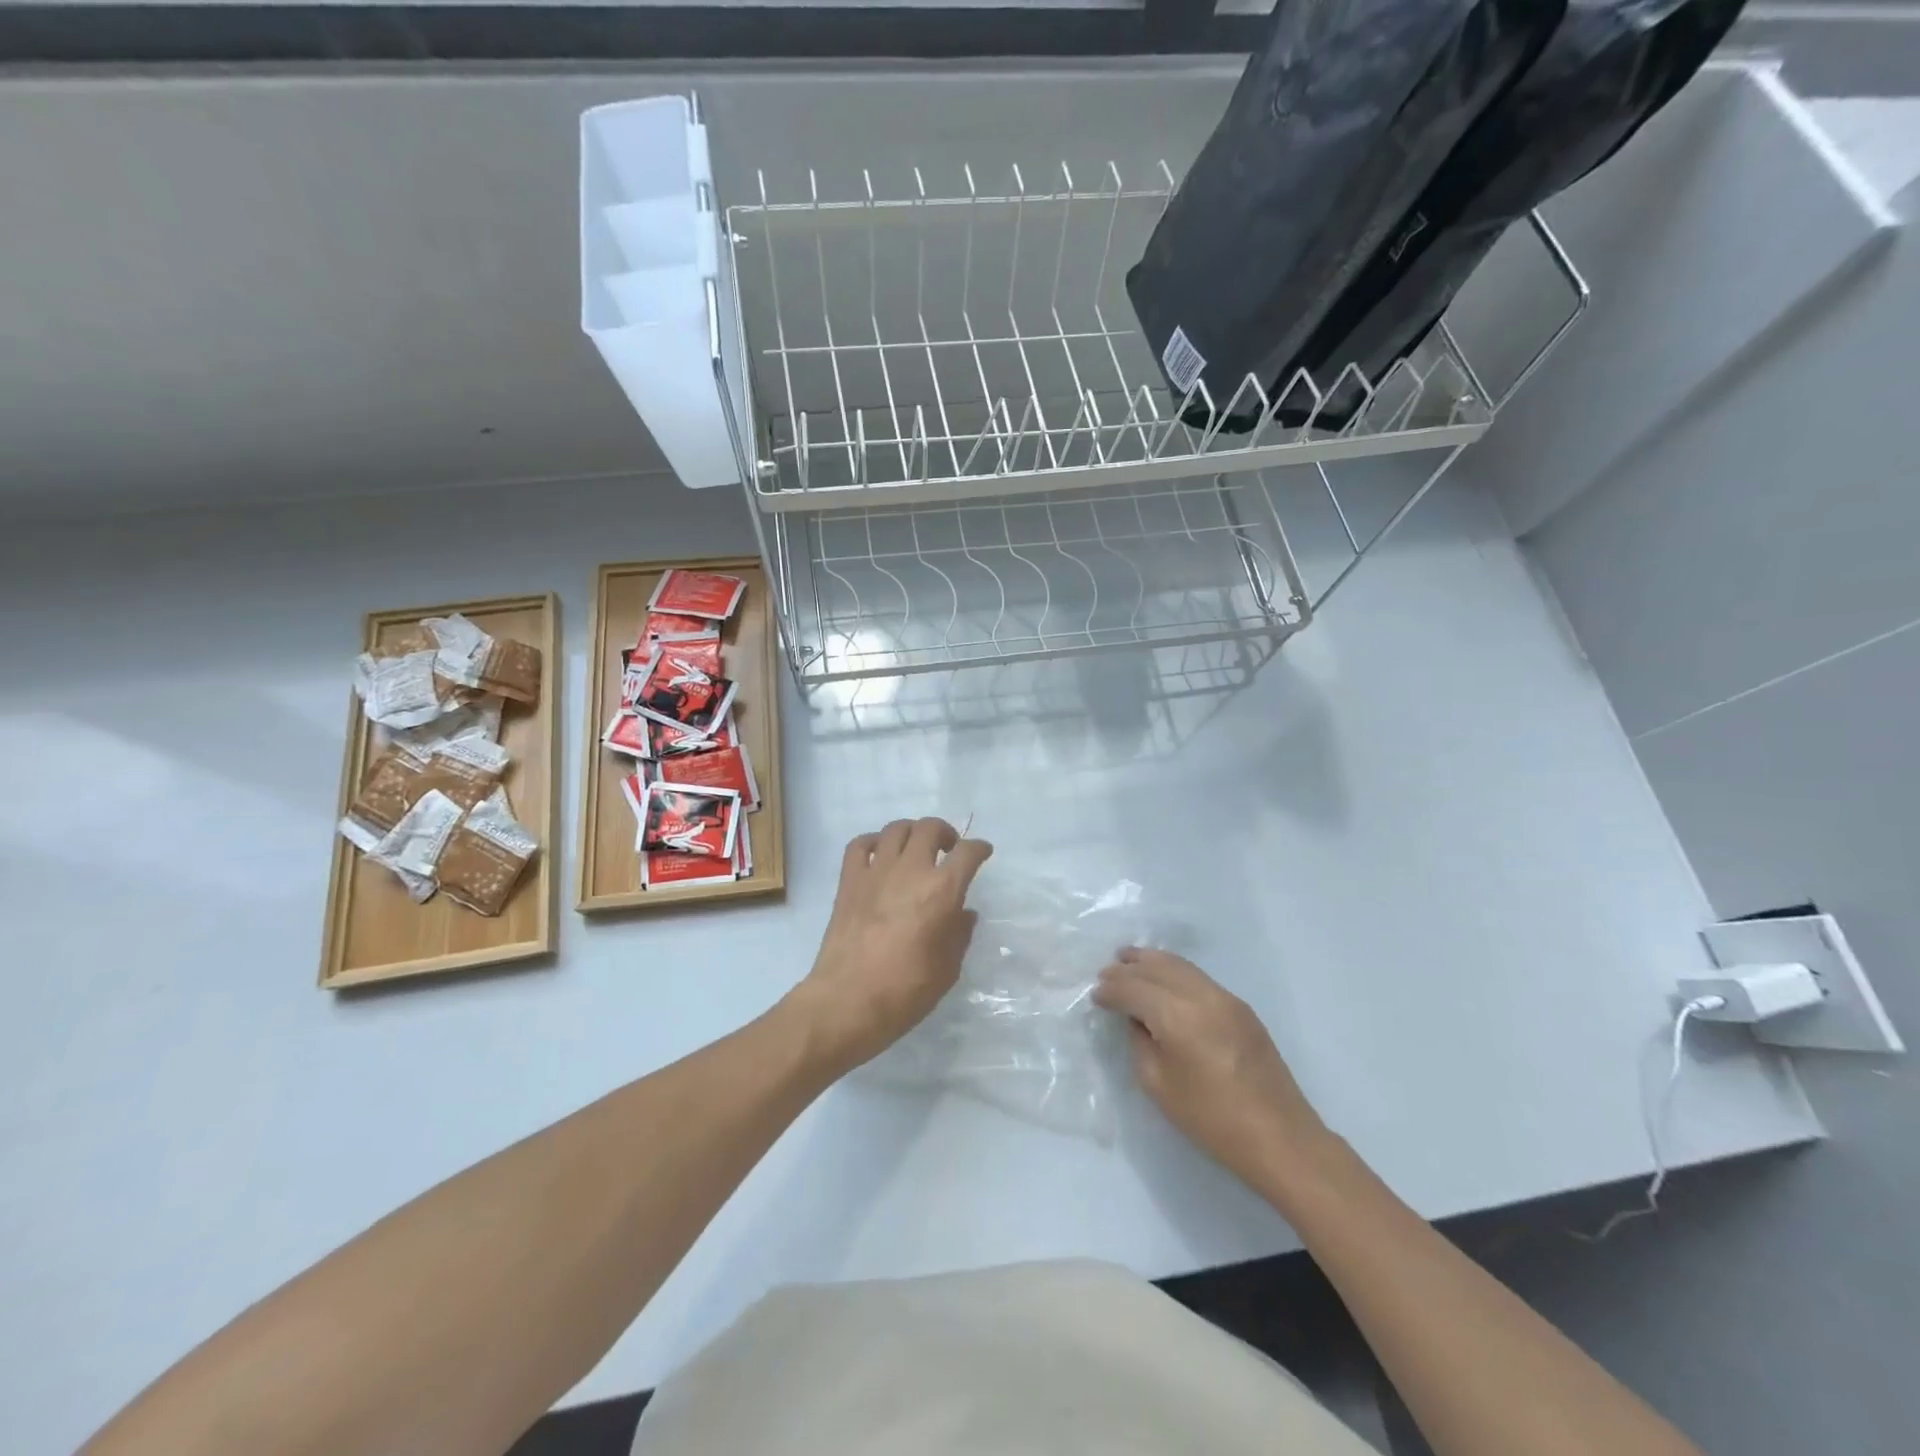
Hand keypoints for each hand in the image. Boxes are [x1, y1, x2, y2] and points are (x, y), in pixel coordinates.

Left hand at [788, 818, 992, 1071]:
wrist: (847, 1002)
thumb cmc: (905, 992)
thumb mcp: (947, 969)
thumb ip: (959, 935)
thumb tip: (963, 913)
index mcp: (942, 891)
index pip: (968, 853)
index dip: (979, 849)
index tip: (982, 852)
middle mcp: (911, 871)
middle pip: (930, 828)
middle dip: (945, 832)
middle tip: (948, 849)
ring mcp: (876, 872)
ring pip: (897, 829)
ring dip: (912, 832)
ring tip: (916, 849)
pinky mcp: (849, 880)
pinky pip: (860, 844)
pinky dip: (873, 842)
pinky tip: (879, 855)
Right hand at [1094, 948, 1327, 1188]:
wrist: (1280, 1137)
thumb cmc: (1212, 1119)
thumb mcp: (1159, 1085)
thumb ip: (1141, 1042)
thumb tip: (1136, 1019)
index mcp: (1177, 1016)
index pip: (1134, 988)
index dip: (1111, 990)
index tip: (1095, 996)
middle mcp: (1201, 995)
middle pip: (1157, 967)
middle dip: (1128, 968)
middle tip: (1106, 973)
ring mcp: (1225, 997)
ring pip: (1180, 965)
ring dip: (1151, 962)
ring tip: (1130, 962)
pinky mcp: (1241, 1007)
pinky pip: (1198, 976)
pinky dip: (1174, 972)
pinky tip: (1164, 980)